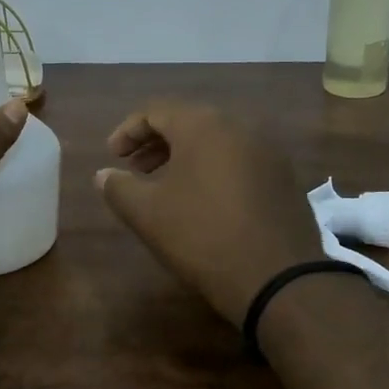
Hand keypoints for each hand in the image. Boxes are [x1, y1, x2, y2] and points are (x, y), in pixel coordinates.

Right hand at [95, 101, 323, 325]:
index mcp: (204, 125)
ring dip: (184, 157)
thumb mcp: (147, 213)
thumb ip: (118, 188)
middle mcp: (240, 126)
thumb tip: (104, 175)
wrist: (277, 277)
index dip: (128, 131)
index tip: (113, 157)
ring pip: (216, 141)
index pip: (156, 111)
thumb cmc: (202, 236)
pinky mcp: (284, 178)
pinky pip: (239, 160)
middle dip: (156, 143)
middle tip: (135, 169)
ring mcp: (268, 151)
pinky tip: (203, 201)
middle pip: (189, 122)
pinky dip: (213, 170)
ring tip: (165, 186)